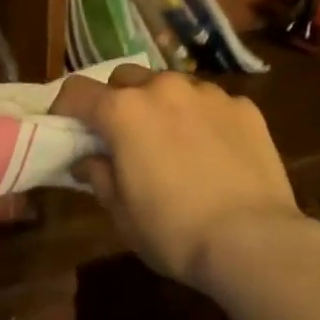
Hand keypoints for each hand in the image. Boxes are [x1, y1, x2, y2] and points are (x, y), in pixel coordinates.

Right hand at [49, 66, 301, 290]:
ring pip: (171, 85)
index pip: (78, 91)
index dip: (65, 107)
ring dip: (161, 104)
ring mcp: (207, 93)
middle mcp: (163, 88)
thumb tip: (89, 159)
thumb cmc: (175, 231)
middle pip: (126, 78)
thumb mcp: (122, 213)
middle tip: (121, 134)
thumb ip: (99, 175)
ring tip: (172, 141)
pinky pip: (211, 102)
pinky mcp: (243, 106)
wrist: (253, 241)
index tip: (66, 127)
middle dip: (116, 99)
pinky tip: (213, 151)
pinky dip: (201, 117)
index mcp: (124, 111)